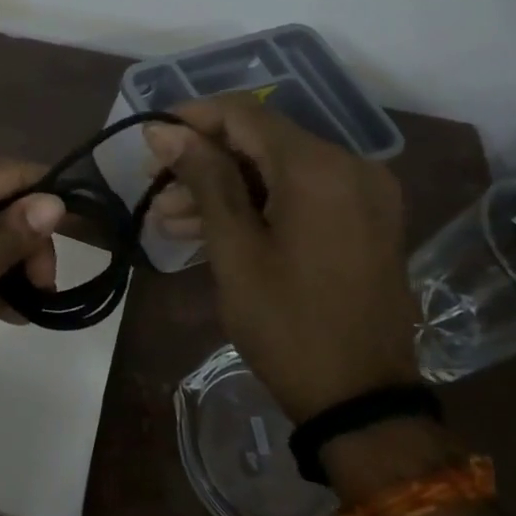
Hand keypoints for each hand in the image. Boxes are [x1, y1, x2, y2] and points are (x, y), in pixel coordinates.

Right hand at [144, 96, 419, 421]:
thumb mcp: (234, 249)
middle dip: (204, 160)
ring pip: (277, 169)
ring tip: (170, 219)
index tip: (150, 141)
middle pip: (261, 141)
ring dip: (225, 186)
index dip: (192, 118)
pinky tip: (210, 229)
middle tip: (155, 190)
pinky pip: (300, 193)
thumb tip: (163, 130)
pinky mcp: (365, 220)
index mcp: (319, 167)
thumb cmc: (287, 324)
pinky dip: (257, 204)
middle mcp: (350, 166)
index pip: (244, 113)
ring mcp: (363, 194)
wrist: (362, 402)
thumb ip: (203, 177)